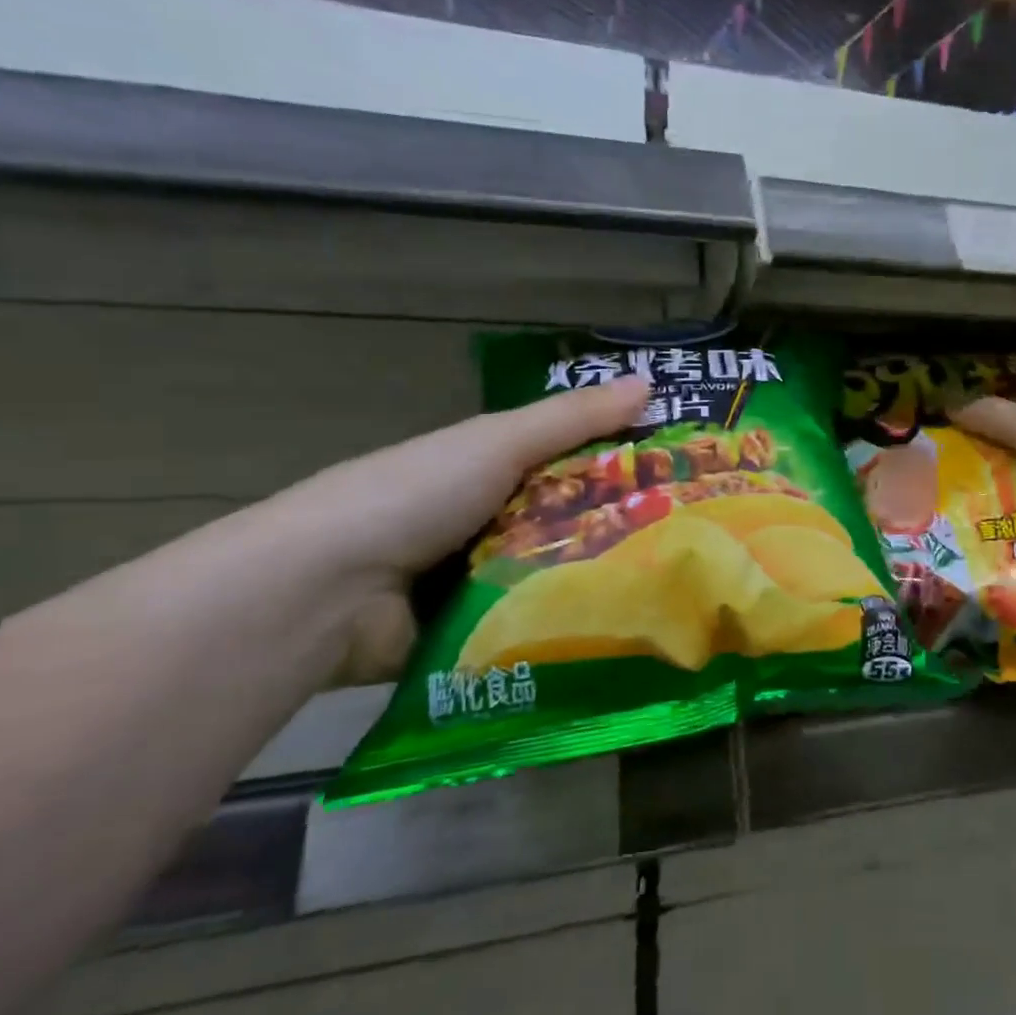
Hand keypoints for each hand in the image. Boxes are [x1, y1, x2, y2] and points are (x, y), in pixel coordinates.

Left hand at [261, 376, 650, 686]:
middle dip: (621, 526)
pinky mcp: (473, 633)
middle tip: (692, 539)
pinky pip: (532, 622)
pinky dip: (565, 623)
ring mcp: (478, 580)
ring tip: (673, 586)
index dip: (622, 461)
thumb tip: (649, 382)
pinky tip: (623, 628)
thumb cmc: (414, 495)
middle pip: (570, 518)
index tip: (682, 473)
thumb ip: (572, 419)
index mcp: (487, 468)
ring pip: (557, 573)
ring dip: (598, 578)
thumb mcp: (497, 443)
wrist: (324, 592)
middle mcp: (486, 520)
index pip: (570, 460)